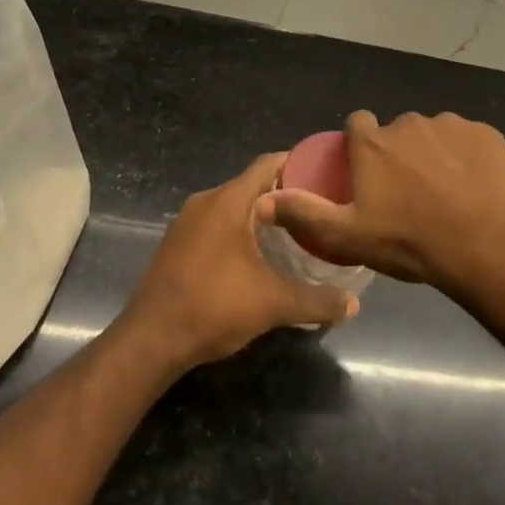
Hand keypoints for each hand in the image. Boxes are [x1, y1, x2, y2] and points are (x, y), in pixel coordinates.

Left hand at [120, 153, 359, 369]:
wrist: (151, 339)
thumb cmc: (213, 307)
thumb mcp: (273, 303)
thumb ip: (316, 300)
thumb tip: (354, 305)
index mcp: (228, 201)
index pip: (268, 164)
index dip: (297, 164)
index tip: (325, 174)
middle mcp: (206, 201)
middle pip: (252, 185)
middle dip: (284, 194)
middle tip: (318, 209)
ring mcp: (187, 222)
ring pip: (233, 206)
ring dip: (261, 215)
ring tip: (295, 232)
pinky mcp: (177, 243)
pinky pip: (216, 223)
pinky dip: (239, 230)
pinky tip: (259, 255)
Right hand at [253, 111, 504, 291]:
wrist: (488, 243)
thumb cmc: (411, 240)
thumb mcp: (348, 235)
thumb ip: (305, 213)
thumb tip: (262, 201)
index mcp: (373, 143)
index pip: (357, 124)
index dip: (360, 146)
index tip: (367, 172)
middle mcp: (408, 123)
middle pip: (397, 132)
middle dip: (399, 154)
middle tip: (408, 193)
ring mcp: (450, 124)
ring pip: (434, 135)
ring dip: (434, 155)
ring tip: (445, 194)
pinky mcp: (486, 133)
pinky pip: (468, 141)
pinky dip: (467, 158)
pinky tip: (474, 188)